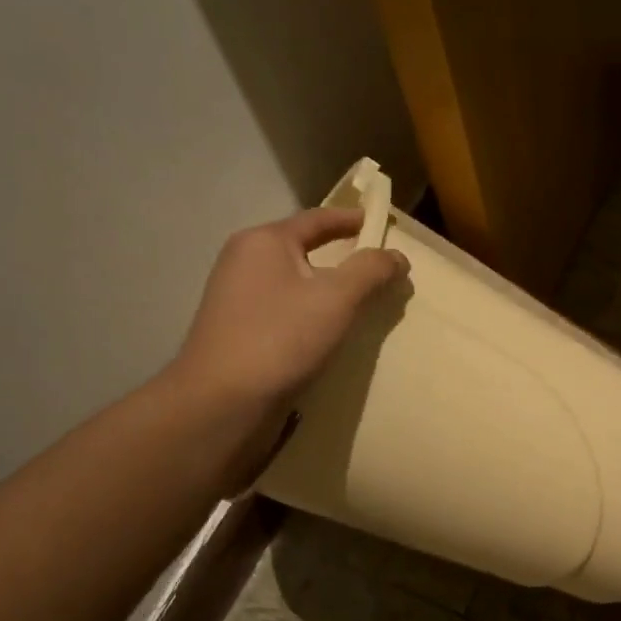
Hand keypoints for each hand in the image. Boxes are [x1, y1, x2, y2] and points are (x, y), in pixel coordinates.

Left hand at [162, 206, 407, 484]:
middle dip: (343, 258)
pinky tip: (329, 334)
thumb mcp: (336, 299)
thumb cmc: (280, 338)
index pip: (318, 219)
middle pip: (305, 249)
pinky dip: (311, 314)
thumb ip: (371, 271)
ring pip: (295, 283)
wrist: (222, 402)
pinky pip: (285, 310)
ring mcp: (237, 298)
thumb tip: (397, 256)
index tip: (382, 225)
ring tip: (361, 304)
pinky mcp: (238, 331)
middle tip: (380, 270)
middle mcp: (245, 261)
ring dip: (328, 290)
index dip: (353, 220)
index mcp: (264, 241)